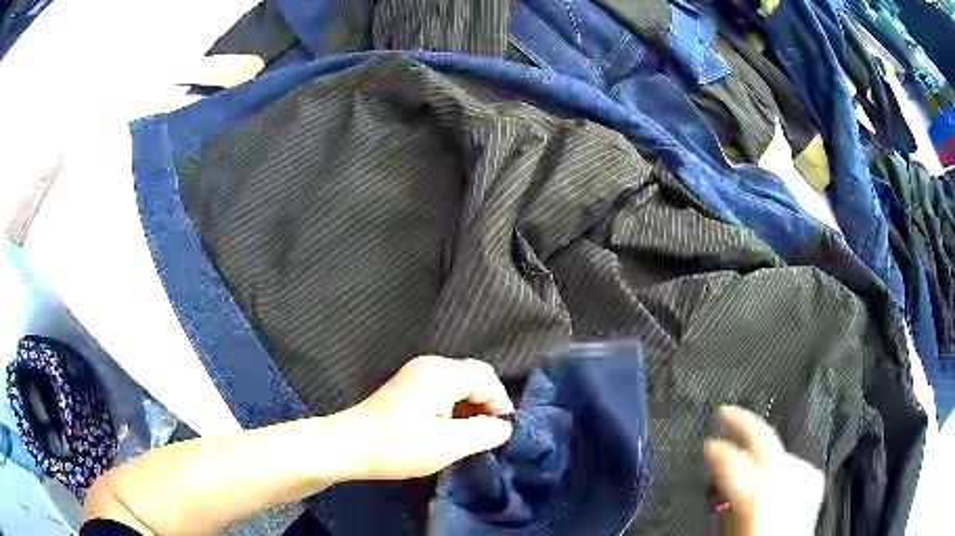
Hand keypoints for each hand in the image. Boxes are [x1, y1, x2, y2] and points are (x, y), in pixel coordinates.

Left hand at [330, 356, 514, 480]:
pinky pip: (445, 391)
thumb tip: (506, 426)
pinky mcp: (409, 387)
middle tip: (486, 436)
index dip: (501, 407)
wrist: (348, 446)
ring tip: (469, 437)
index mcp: (442, 372)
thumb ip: (485, 432)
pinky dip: (455, 409)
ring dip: (471, 409)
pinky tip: (449, 431)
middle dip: (487, 406)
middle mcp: (431, 365)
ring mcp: (418, 374)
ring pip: (461, 386)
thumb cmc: (397, 446)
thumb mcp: (448, 445)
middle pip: (476, 378)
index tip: (500, 436)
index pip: (488, 380)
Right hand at [704, 406, 824, 535]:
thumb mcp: (730, 525)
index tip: (707, 444)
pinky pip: (791, 462)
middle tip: (725, 412)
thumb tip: (720, 480)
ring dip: (760, 449)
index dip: (716, 449)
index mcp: (756, 489)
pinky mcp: (813, 475)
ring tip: (746, 453)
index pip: (731, 458)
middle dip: (741, 421)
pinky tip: (771, 475)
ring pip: (776, 450)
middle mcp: (783, 474)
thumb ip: (726, 497)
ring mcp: (802, 471)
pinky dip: (778, 465)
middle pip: (762, 436)